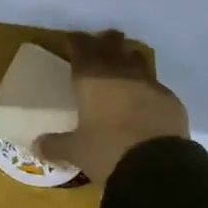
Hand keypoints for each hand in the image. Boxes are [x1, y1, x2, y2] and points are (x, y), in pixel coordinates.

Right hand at [35, 31, 188, 187]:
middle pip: (111, 45)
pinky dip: (147, 86)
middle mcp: (119, 72)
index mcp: (91, 78)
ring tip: (123, 64)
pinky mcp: (170, 99)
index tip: (72, 40)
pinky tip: (145, 98)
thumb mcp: (77, 151)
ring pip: (136, 58)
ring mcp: (148, 83)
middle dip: (104, 41)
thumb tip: (37, 146)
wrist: (158, 167)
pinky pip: (155, 85)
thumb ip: (56, 145)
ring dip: (128, 58)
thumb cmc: (108, 151)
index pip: (81, 48)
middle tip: (100, 41)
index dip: (76, 41)